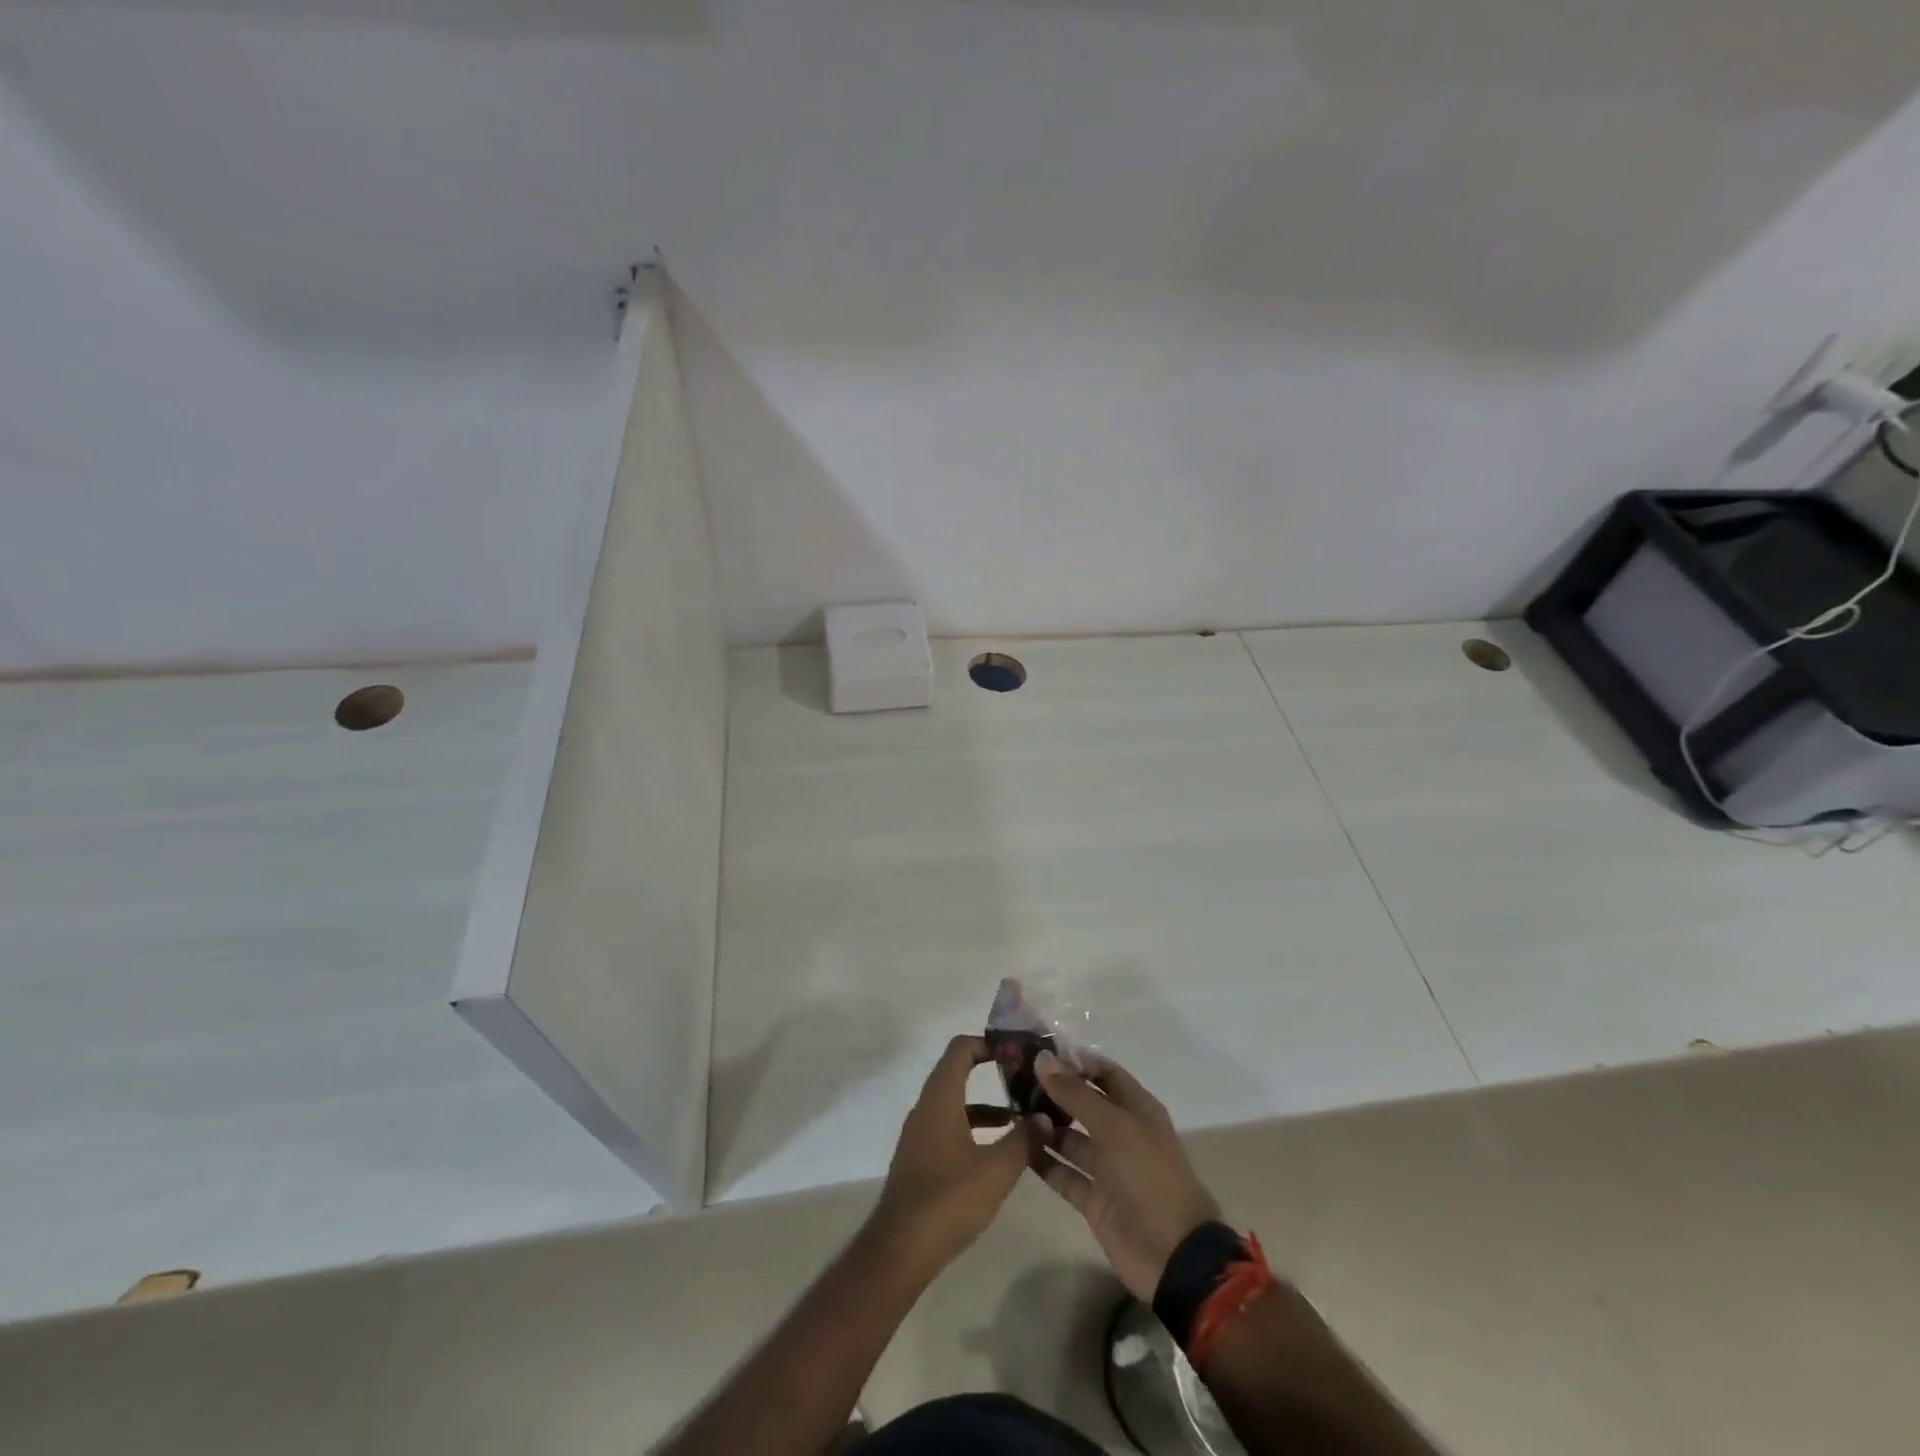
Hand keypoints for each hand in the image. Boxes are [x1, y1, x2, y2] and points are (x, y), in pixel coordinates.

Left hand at [873, 1035, 1042, 1274]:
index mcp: (939, 1099)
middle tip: (1026, 1080)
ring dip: (986, 1104)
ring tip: (1022, 1117)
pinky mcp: (920, 1159)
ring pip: (955, 1103)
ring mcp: (920, 1134)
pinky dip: (974, 1127)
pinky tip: (997, 1152)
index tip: (1017, 1052)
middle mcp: (926, 1108)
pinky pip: (950, 1127)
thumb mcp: (996, 1170)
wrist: (900, 1250)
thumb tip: (1045, 1117)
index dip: (988, 1043)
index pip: (960, 1049)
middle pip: (957, 1072)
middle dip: (991, 1072)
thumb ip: (1024, 1140)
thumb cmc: (948, 1199)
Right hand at [1028, 1051, 1221, 1300]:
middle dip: (1055, 1091)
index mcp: (1137, 1110)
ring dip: (1046, 1125)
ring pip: (1071, 1138)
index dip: (1077, 1061)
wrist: (1172, 1254)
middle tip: (1016, 1078)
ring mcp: (1107, 1168)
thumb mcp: (1113, 1126)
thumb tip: (1043, 1059)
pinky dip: (1043, 1161)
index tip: (1041, 1052)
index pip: (1105, 1073)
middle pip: (1085, 1104)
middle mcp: (1122, 1134)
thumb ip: (1076, 1094)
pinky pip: (1064, 1172)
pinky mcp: (1093, 1199)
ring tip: (1012, 1110)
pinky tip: (1017, 1146)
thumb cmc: (1148, 1176)